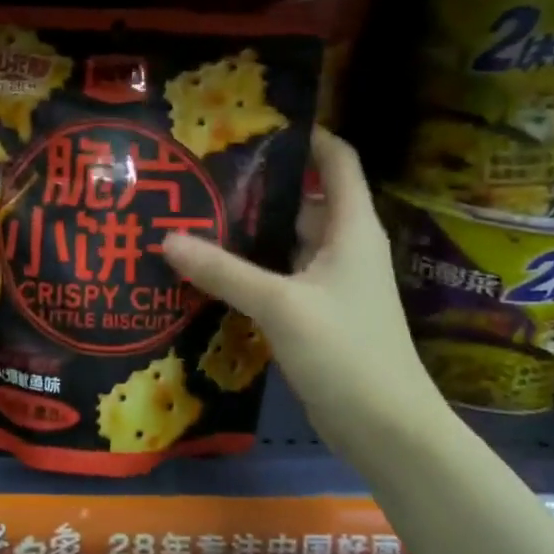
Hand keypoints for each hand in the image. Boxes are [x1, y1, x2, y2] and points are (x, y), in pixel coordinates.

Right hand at [162, 128, 446, 446]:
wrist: (387, 429)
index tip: (256, 124)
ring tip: (193, 217)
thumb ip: (223, 271)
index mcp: (351, 228)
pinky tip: (207, 271)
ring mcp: (329, 283)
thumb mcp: (280, 305)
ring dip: (247, 232)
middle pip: (301, 200)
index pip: (337, 160)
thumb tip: (166, 238)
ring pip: (284, 242)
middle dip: (256, 186)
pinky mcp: (315, 315)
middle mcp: (343, 247)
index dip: (307, 135)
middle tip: (201, 175)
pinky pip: (277, 278)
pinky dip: (248, 270)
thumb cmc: (347, 352)